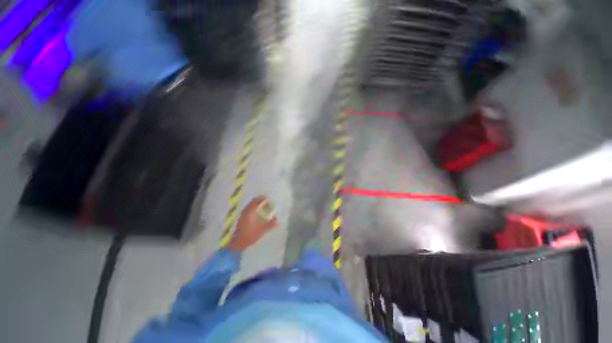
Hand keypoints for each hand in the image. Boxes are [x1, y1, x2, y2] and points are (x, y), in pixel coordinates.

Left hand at [227, 196, 278, 251]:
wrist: (238, 243)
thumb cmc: (250, 235)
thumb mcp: (262, 230)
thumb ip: (271, 225)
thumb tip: (278, 222)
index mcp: (250, 211)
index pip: (257, 200)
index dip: (263, 199)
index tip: (269, 200)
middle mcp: (245, 210)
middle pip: (254, 201)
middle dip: (261, 201)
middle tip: (268, 204)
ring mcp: (243, 214)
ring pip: (251, 205)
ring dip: (258, 205)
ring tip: (265, 209)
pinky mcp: (242, 217)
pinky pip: (249, 209)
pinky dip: (255, 209)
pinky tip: (259, 215)